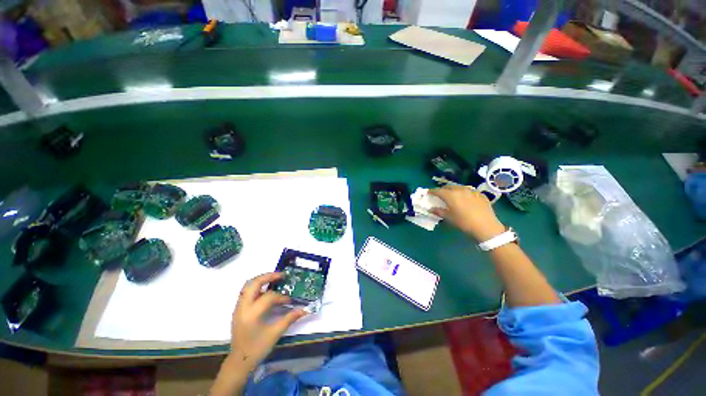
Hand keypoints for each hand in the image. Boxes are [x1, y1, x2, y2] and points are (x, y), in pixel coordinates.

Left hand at [228, 272, 306, 371]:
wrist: (239, 362)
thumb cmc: (257, 349)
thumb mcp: (274, 334)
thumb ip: (289, 319)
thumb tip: (304, 310)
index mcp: (251, 314)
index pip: (268, 297)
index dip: (281, 297)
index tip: (290, 300)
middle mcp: (243, 307)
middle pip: (254, 283)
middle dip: (268, 276)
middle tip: (281, 275)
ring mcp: (238, 308)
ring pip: (248, 285)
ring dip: (262, 279)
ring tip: (274, 279)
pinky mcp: (238, 310)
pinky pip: (246, 292)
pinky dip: (257, 287)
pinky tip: (266, 290)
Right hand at [430, 186, 505, 241]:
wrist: (486, 226)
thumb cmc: (464, 222)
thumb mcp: (449, 218)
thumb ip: (439, 211)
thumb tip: (431, 209)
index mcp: (450, 195)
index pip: (438, 190)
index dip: (432, 191)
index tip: (428, 193)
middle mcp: (460, 190)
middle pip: (449, 187)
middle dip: (443, 190)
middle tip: (440, 195)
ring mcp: (471, 191)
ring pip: (459, 188)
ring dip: (454, 191)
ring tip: (453, 196)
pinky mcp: (480, 194)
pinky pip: (469, 191)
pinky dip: (464, 194)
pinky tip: (466, 200)